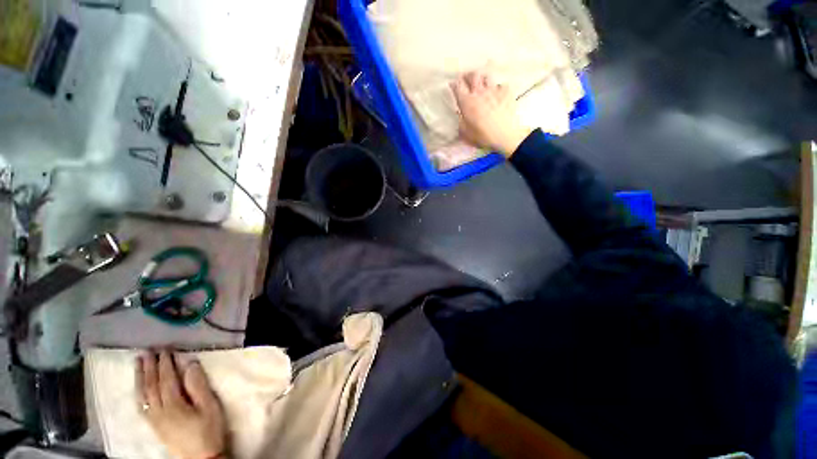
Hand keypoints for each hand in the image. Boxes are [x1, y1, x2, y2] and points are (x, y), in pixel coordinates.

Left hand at [137, 350, 227, 458]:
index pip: (166, 379)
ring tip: (138, 363)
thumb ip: (199, 386)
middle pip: (151, 386)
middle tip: (148, 350)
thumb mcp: (210, 406)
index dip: (165, 363)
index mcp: (173, 405)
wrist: (202, 458)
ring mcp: (154, 420)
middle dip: (149, 367)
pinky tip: (139, 388)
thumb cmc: (209, 429)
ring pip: (143, 395)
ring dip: (140, 377)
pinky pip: (141, 406)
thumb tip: (190, 364)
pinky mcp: (154, 426)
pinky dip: (139, 393)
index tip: (165, 348)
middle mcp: (159, 411)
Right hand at [451, 72, 533, 157]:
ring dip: (483, 79)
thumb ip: (461, 121)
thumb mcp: (465, 133)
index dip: (454, 84)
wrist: (504, 136)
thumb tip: (460, 114)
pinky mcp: (506, 92)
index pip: (458, 86)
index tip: (453, 85)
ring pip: (487, 76)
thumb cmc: (482, 136)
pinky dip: (498, 88)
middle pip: (473, 75)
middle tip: (467, 80)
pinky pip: (501, 85)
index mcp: (467, 102)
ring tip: (482, 85)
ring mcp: (494, 90)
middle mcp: (479, 92)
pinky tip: (498, 94)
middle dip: (468, 76)